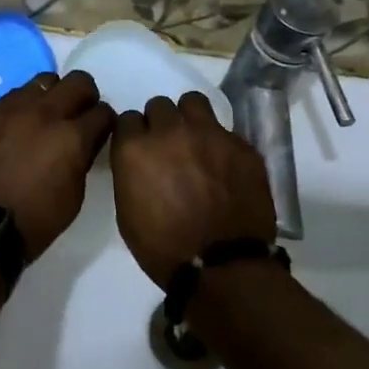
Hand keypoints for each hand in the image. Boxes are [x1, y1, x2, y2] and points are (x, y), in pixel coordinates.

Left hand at [0, 70, 115, 260]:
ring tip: (43, 120)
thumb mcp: (73, 198)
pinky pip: (11, 98)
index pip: (103, 113)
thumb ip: (81, 160)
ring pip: (43, 82)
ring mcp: (10, 108)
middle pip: (78, 81)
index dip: (104, 123)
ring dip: (51, 97)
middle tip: (77, 117)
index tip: (98, 133)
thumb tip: (82, 144)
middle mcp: (44, 113)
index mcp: (71, 137)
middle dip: (84, 97)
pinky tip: (14, 130)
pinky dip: (21, 109)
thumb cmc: (31, 223)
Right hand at [110, 92, 276, 288]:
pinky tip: (225, 167)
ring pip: (193, 102)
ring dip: (189, 118)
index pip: (127, 119)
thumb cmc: (163, 248)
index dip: (134, 135)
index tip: (140, 150)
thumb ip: (130, 175)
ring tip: (196, 142)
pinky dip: (220, 143)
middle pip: (159, 106)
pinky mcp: (241, 144)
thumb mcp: (127, 213)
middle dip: (160, 124)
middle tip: (169, 148)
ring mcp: (209, 134)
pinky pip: (225, 130)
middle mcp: (170, 131)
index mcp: (135, 149)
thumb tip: (140, 163)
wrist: (222, 265)